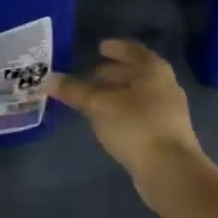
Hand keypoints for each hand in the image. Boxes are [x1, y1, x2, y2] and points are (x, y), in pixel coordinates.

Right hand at [47, 40, 201, 179]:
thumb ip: (75, 90)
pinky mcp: (166, 136)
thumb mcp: (99, 104)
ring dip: (117, 94)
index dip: (117, 48)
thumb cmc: (136, 125)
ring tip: (94, 98)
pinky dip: (122, 112)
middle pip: (137, 74)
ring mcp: (169, 113)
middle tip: (91, 74)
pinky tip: (107, 121)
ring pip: (138, 96)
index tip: (100, 47)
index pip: (135, 51)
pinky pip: (140, 115)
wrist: (170, 170)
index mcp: (154, 71)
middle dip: (114, 73)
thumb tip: (48, 79)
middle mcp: (166, 87)